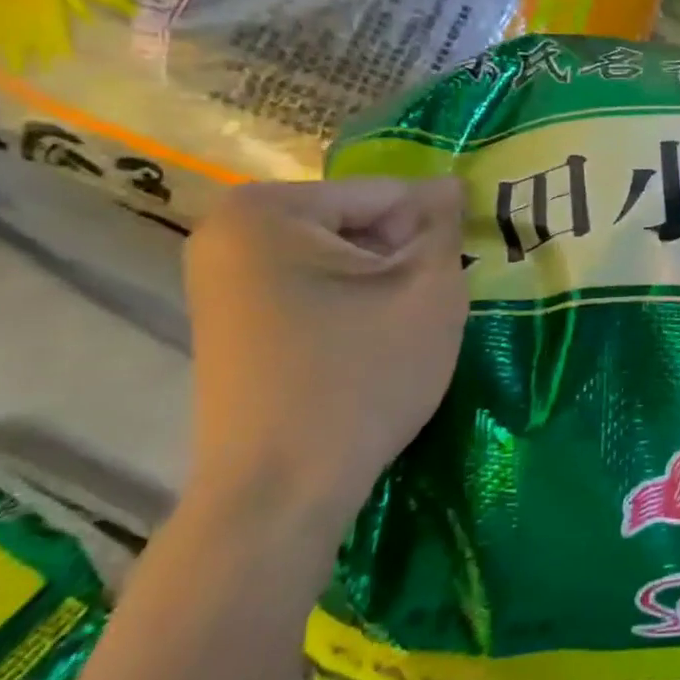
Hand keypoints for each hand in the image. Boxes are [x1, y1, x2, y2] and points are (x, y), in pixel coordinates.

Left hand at [182, 178, 469, 543]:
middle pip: (356, 222)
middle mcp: (227, 233)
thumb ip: (443, 225)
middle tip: (433, 302)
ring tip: (406, 326)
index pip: (384, 194)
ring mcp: (221, 280)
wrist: (279, 494)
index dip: (433, 230)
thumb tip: (450, 185)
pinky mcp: (229, 322)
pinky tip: (372, 344)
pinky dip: (351, 303)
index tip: (458, 269)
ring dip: (382, 280)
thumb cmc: (361, 378)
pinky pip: (311, 286)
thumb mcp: (428, 290)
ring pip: (337, 256)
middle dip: (403, 255)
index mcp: (267, 211)